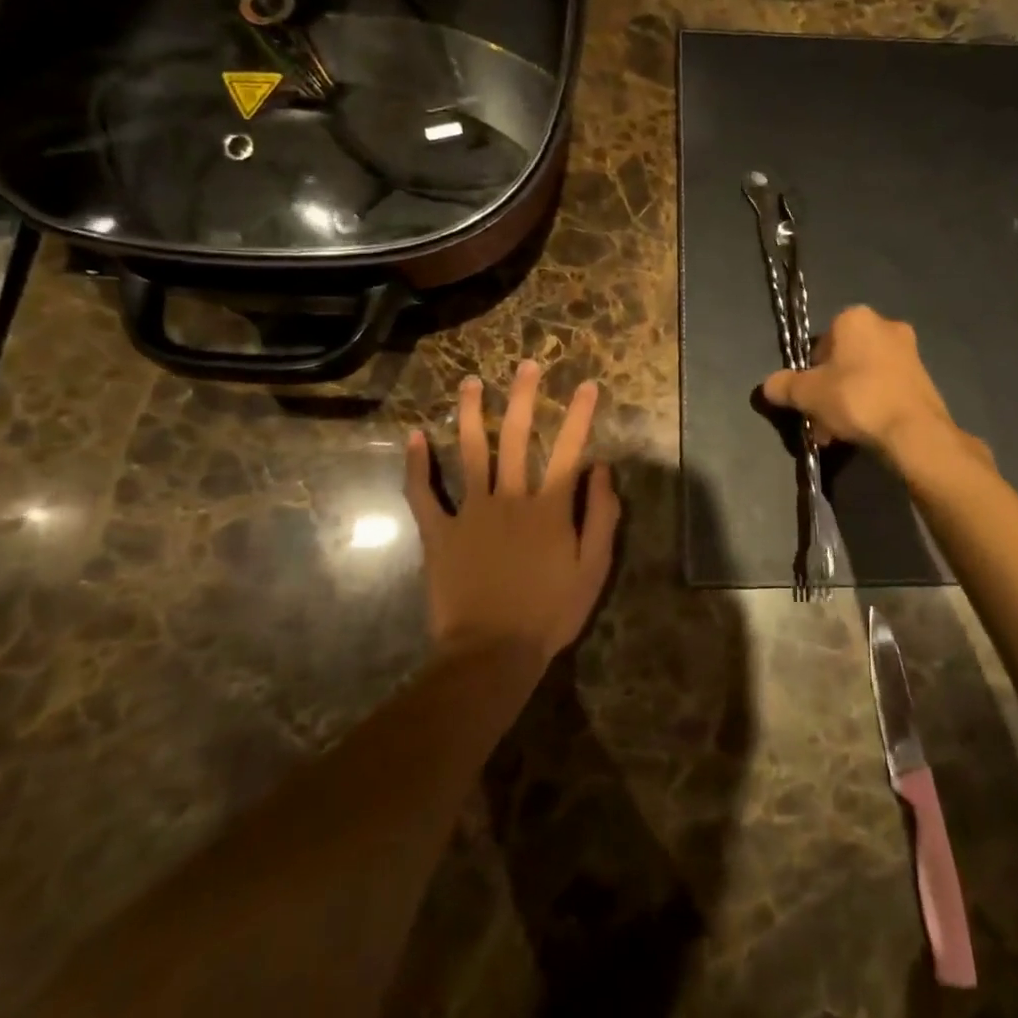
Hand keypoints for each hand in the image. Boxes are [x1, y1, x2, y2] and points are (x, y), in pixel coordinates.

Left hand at [405, 361, 619, 665]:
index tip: (587, 384)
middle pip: (517, 438)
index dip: (580, 415)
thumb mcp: (593, 569)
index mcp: (549, 507)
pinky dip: (416, 465)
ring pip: (470, 452)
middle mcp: (510, 497)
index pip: (569, 450)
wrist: (491, 653)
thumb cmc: (550, 612)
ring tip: (471, 382)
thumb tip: (602, 469)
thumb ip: (601, 516)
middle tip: (526, 365)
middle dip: (524, 398)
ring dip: (472, 414)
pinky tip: (414, 436)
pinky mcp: (439, 532)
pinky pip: (423, 493)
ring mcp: (470, 512)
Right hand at [762, 306, 981, 468]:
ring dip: (848, 401)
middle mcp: (885, 325)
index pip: (820, 343)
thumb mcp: (807, 394)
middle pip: (843, 361)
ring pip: (864, 376)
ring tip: (839, 434)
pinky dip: (872, 405)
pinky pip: (885, 388)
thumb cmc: (856, 399)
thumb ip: (784, 386)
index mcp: (855, 318)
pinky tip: (864, 432)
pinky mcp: (924, 377)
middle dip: (829, 390)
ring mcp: (909, 351)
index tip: (808, 398)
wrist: (914, 431)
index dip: (809, 372)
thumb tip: (769, 385)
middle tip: (821, 420)